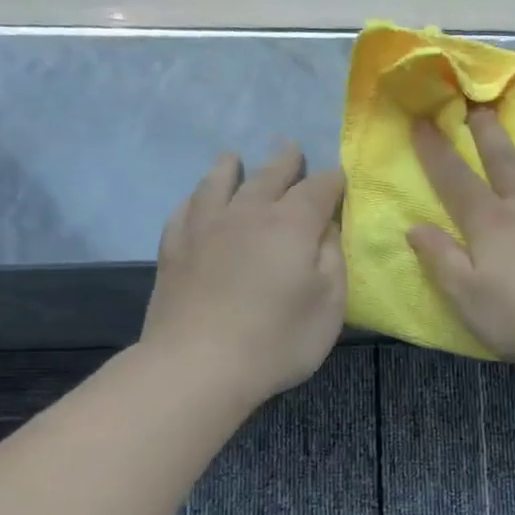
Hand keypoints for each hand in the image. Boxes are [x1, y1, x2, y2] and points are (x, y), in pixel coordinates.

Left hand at [141, 144, 345, 404]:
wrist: (198, 365)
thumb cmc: (277, 339)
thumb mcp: (330, 304)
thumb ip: (333, 258)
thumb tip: (327, 228)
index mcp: (292, 224)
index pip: (319, 189)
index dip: (332, 181)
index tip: (340, 179)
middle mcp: (248, 212)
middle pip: (269, 176)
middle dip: (286, 163)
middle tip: (292, 149)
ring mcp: (205, 227)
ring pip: (219, 183)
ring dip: (232, 167)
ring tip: (234, 158)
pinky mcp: (174, 248)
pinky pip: (186, 209)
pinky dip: (197, 197)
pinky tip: (198, 200)